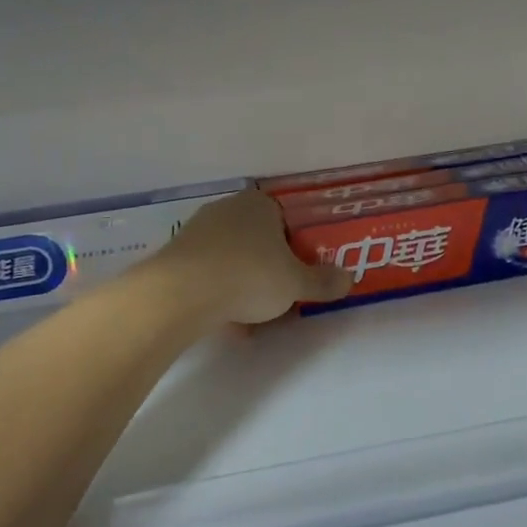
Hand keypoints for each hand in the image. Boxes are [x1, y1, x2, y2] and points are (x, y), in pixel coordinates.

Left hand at [150, 189, 350, 325]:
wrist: (182, 293)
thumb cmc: (250, 276)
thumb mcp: (296, 283)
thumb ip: (323, 281)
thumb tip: (349, 279)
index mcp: (260, 205)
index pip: (285, 218)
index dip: (297, 245)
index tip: (300, 271)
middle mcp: (228, 209)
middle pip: (258, 239)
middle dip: (270, 267)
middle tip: (282, 294)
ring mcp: (198, 230)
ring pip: (232, 258)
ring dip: (244, 284)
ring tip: (255, 317)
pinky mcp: (177, 255)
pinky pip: (209, 273)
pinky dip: (220, 293)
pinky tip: (228, 321)